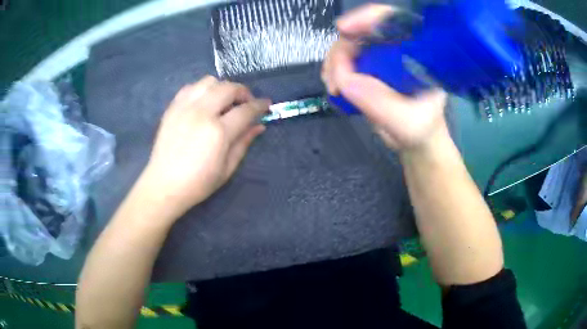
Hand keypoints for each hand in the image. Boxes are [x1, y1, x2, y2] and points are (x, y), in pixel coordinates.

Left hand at [139, 76, 269, 219]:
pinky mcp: (172, 108)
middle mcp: (202, 113)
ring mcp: (184, 108)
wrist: (164, 185)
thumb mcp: (227, 168)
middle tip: (245, 103)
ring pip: (209, 81)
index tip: (266, 104)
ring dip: (222, 87)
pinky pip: (190, 87)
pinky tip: (204, 102)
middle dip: (243, 91)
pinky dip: (202, 90)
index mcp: (218, 132)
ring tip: (224, 101)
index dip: (259, 105)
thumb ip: (244, 143)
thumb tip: (259, 126)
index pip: (245, 110)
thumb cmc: (198, 183)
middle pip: (228, 88)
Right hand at [322, 4, 447, 151]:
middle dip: (342, 49)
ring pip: (349, 45)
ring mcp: (381, 56)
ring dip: (334, 62)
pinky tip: (334, 85)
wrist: (415, 139)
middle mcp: (398, 47)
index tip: (344, 29)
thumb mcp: (407, 121)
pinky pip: (344, 59)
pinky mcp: (368, 67)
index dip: (367, 18)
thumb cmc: (422, 130)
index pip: (392, 19)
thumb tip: (344, 79)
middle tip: (334, 77)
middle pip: (362, 30)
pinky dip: (334, 70)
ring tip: (334, 87)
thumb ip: (380, 102)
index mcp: (417, 52)